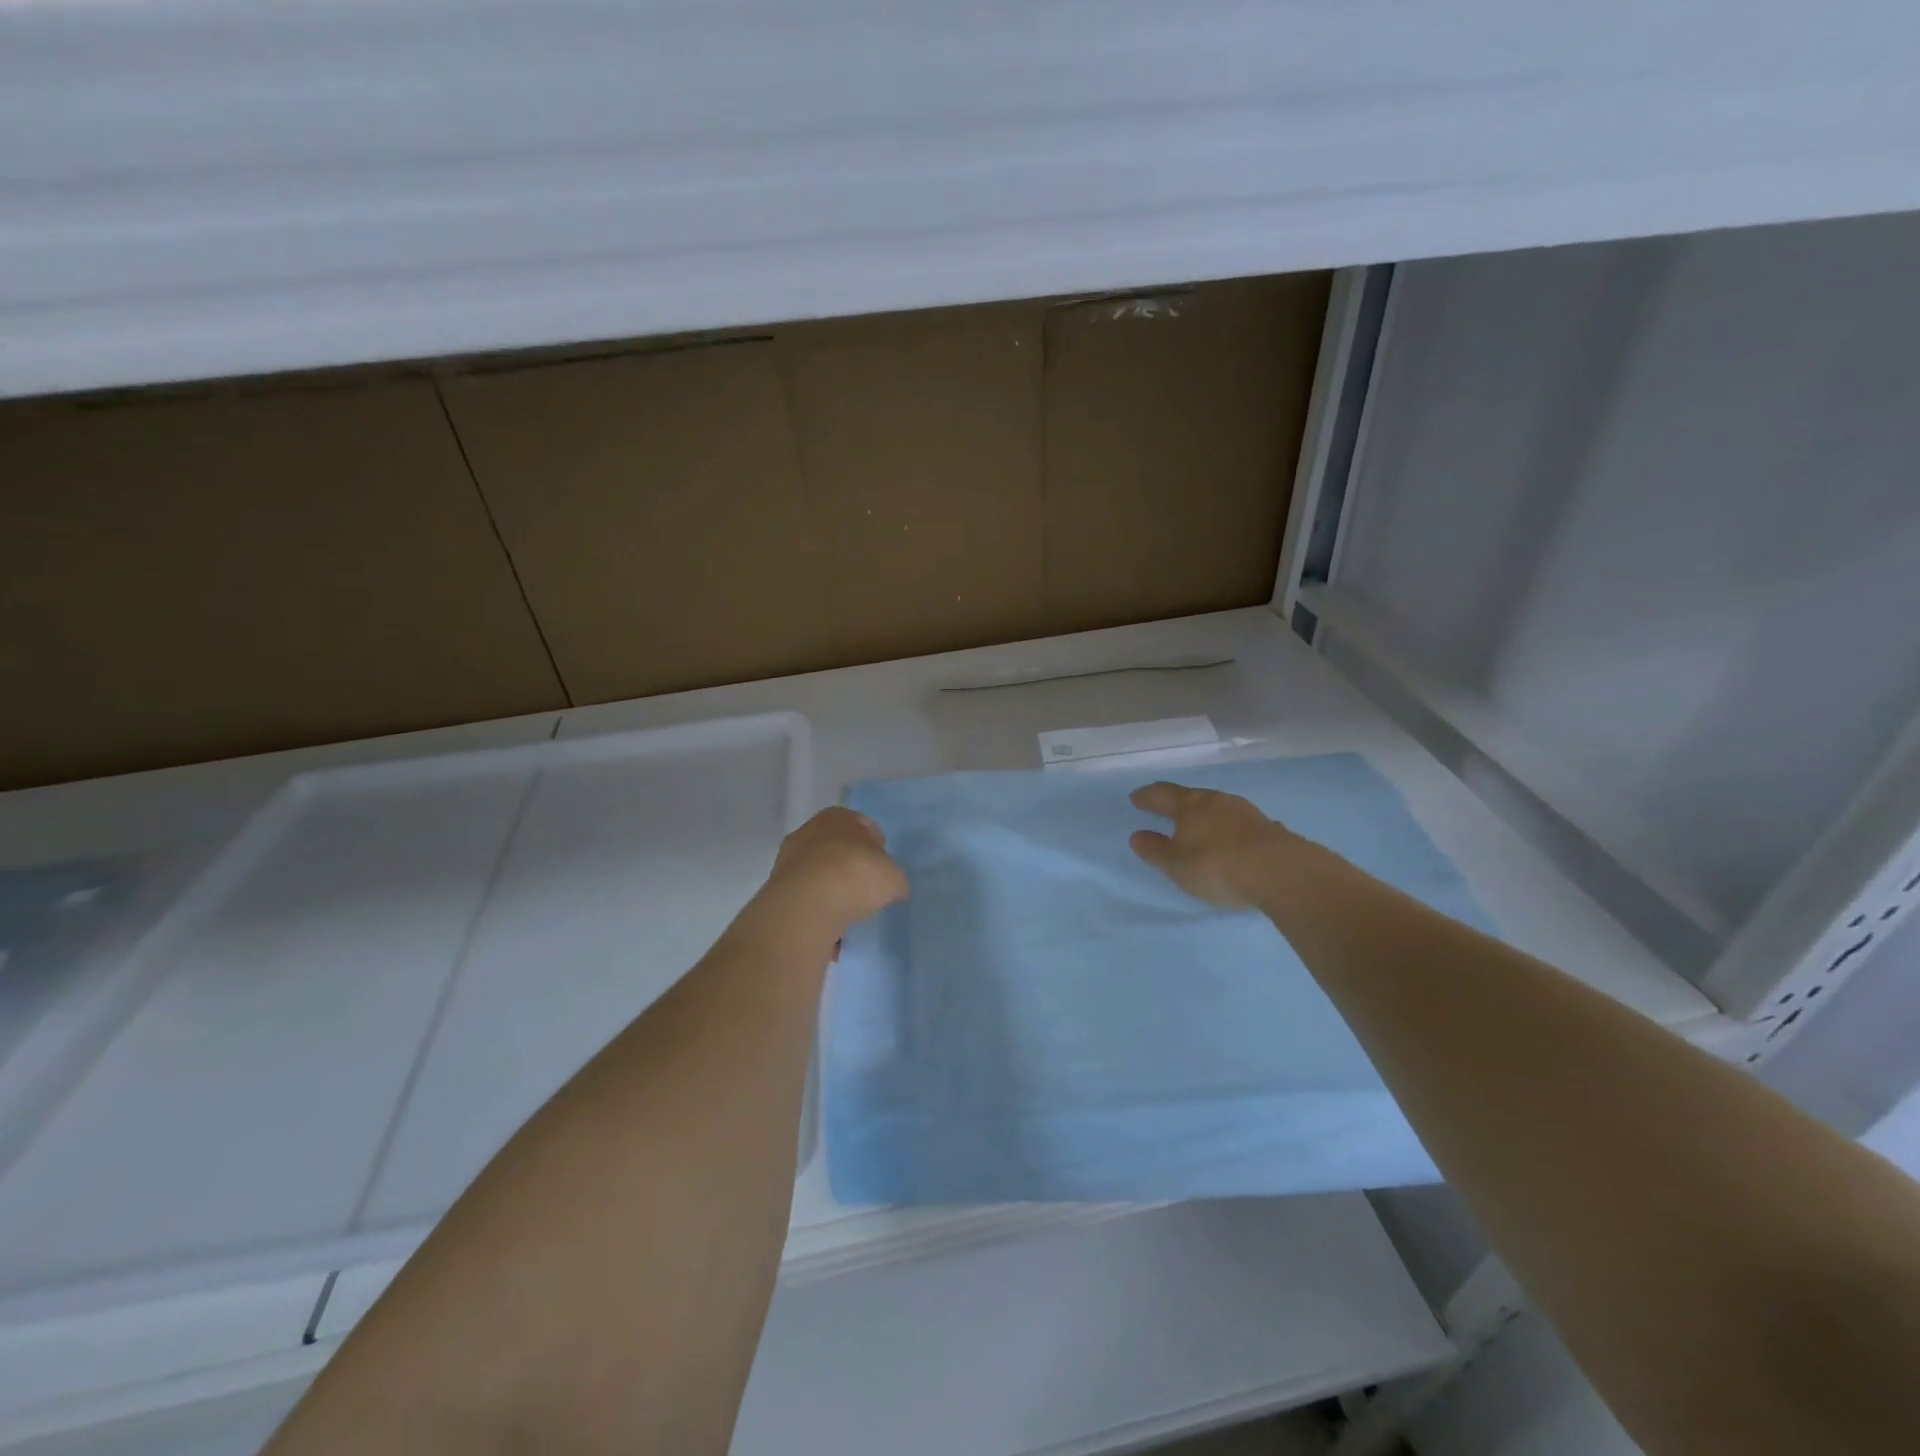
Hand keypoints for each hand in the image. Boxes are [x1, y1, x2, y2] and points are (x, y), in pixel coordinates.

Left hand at [761, 806, 907, 932]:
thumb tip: (893, 888)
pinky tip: (831, 929)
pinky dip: (818, 912)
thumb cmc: (855, 874)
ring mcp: (788, 862)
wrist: (807, 905)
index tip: (883, 866)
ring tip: (850, 914)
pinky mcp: (777, 892)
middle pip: (836, 848)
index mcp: (838, 817)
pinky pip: (806, 901)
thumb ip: (893, 879)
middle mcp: (809, 832)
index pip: (862, 825)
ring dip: (832, 891)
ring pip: (818, 875)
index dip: (875, 845)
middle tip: (866, 889)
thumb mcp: (893, 877)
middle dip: (851, 867)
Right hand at [1128, 781, 1300, 908]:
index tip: (1136, 798)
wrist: (1280, 872)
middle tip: (1168, 811)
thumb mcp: (1176, 864)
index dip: (1148, 796)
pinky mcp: (1270, 829)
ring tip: (1201, 828)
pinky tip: (1234, 842)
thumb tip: (1137, 836)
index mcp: (1190, 805)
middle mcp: (1218, 801)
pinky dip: (1231, 831)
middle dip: (1179, 805)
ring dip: (1208, 817)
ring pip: (1220, 809)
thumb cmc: (1216, 865)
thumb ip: (1155, 850)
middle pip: (1193, 798)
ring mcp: (1247, 812)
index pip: (1163, 794)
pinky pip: (1241, 826)